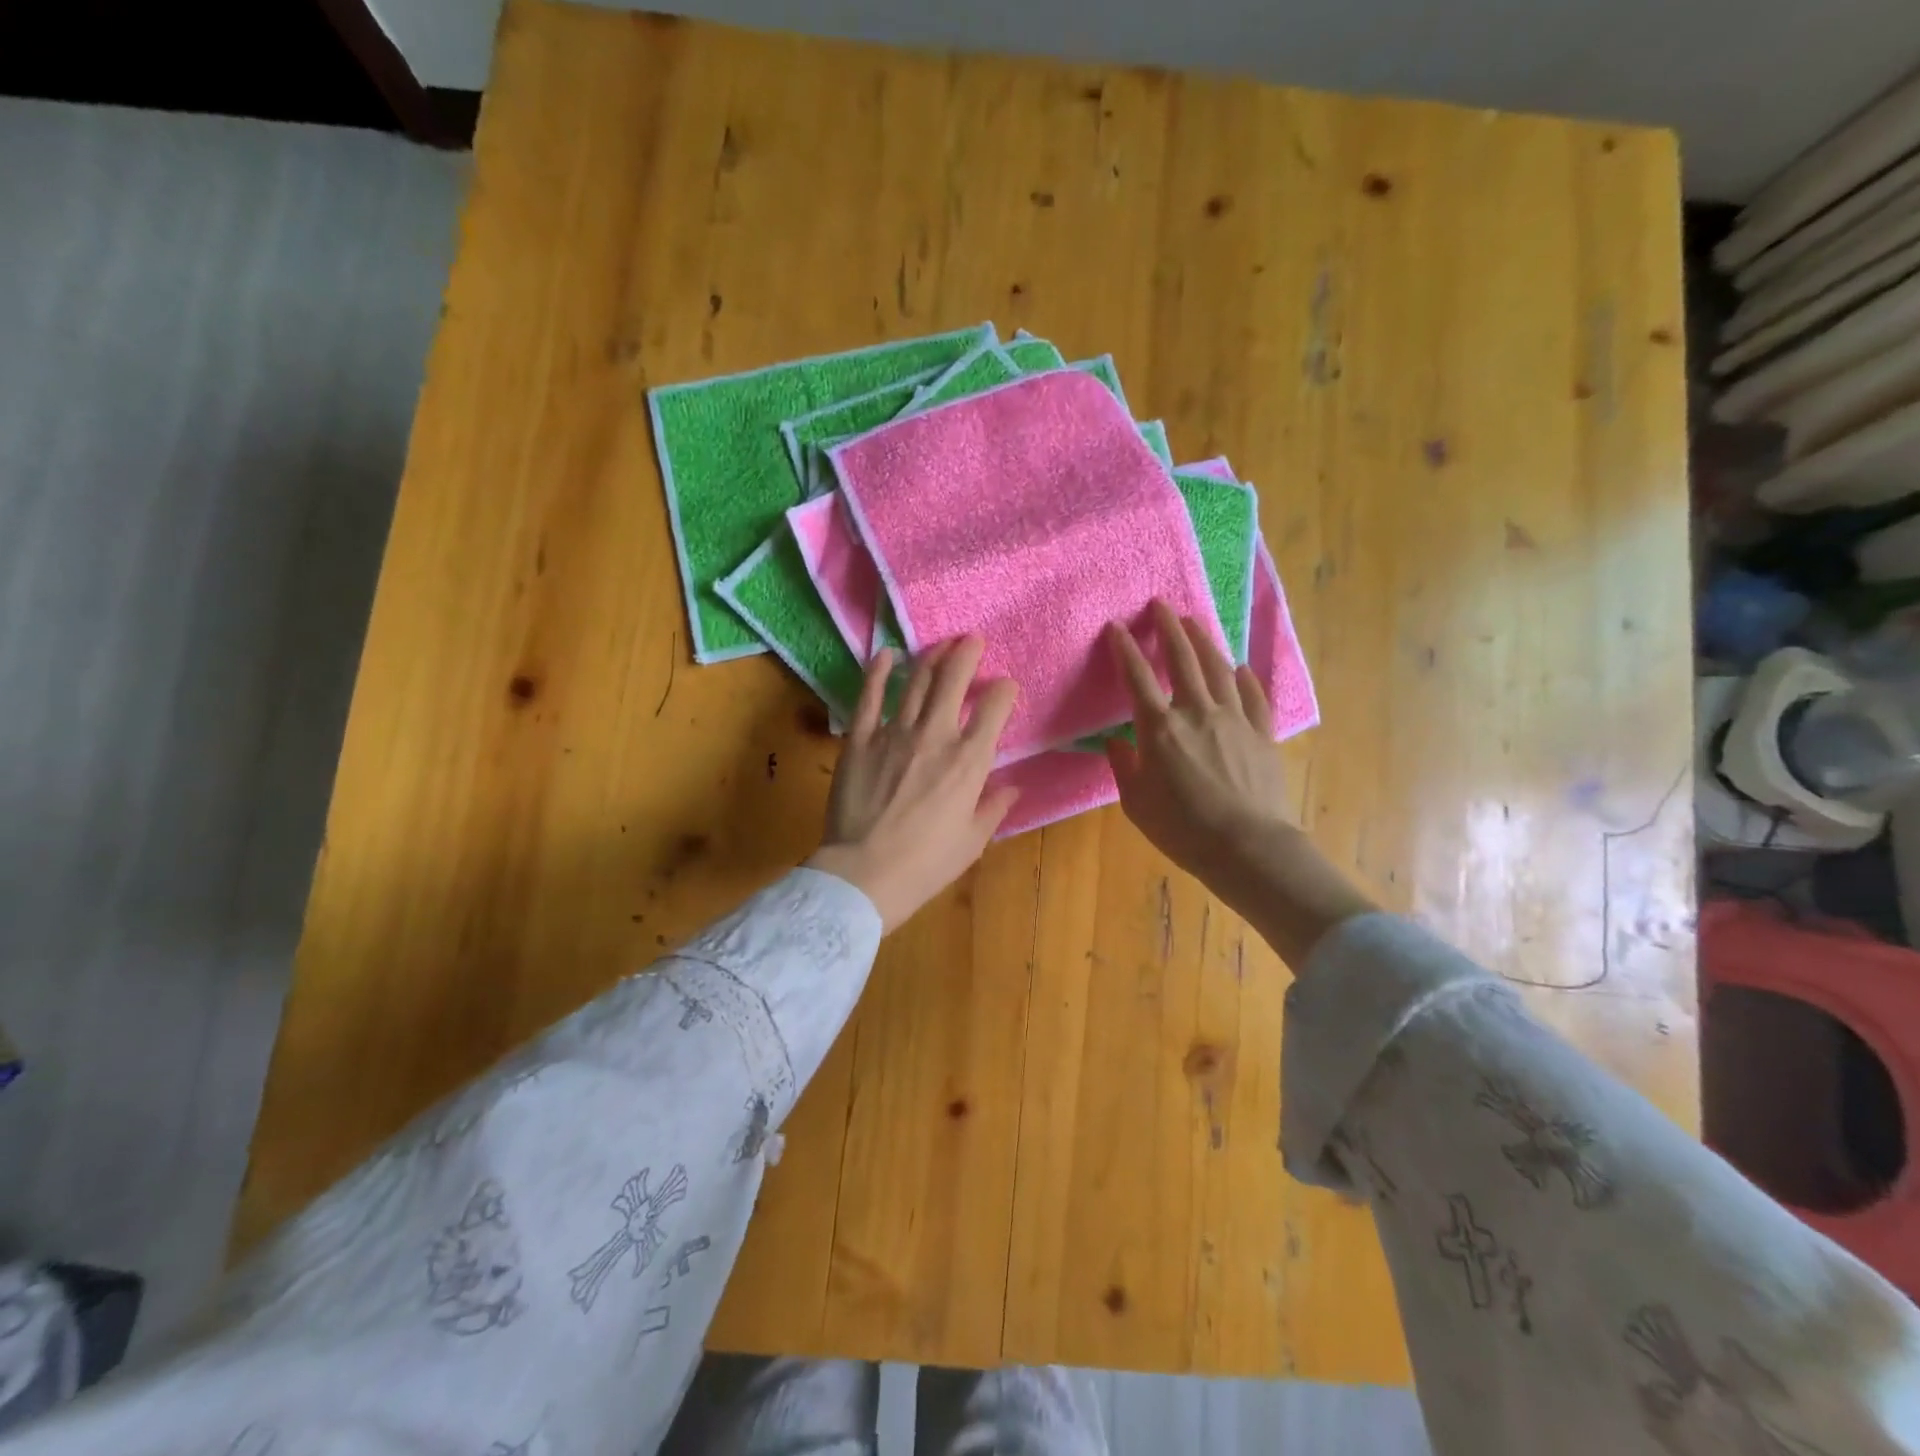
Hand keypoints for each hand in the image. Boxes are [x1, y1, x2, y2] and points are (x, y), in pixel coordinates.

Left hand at [807, 637, 1019, 932]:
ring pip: (916, 680)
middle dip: (967, 653)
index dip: (1004, 690)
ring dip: (931, 656)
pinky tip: (885, 655)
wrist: (866, 873)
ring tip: (940, 645)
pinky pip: (870, 696)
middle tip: (972, 641)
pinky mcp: (860, 739)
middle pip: (954, 679)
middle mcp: (936, 736)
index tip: (1005, 687)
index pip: (995, 708)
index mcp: (970, 761)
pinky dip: (878, 671)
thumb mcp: (972, 841)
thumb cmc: (926, 863)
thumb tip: (1011, 788)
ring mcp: (894, 733)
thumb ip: (993, 808)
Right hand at [1108, 600, 1372, 966]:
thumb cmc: (1182, 828)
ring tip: (1194, 622)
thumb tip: (1115, 744)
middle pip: (1183, 659)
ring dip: (1204, 641)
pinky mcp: (1262, 733)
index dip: (1125, 649)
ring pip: (1219, 668)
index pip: (1138, 677)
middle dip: (1169, 628)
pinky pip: (1253, 696)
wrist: (1247, 846)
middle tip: (1161, 605)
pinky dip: (1245, 678)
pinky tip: (1240, 667)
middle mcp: (1197, 712)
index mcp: (1160, 728)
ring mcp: (1234, 719)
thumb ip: (1124, 767)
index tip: (1116, 627)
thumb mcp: (1136, 803)